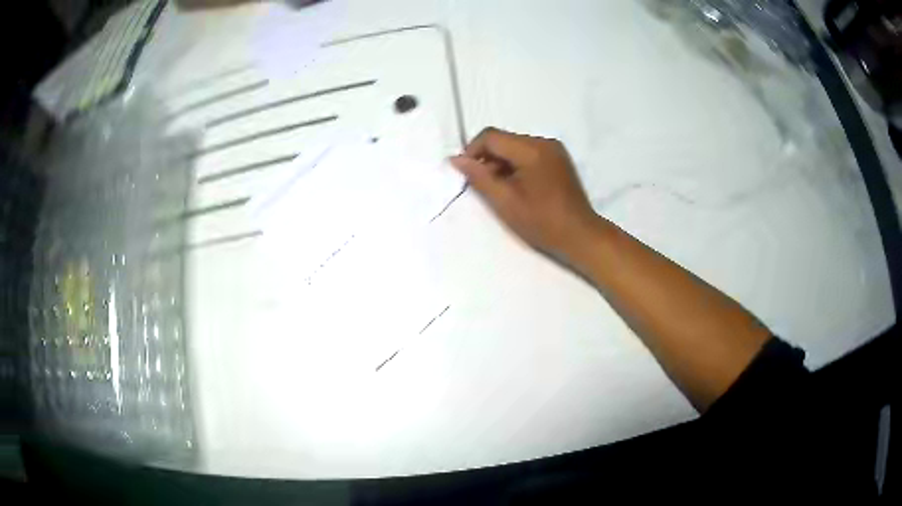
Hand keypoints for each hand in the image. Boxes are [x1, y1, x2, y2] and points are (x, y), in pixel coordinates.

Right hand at [450, 128, 599, 259]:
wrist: (581, 236)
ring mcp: (554, 150)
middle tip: (482, 185)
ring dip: (501, 163)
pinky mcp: (559, 159)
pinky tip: (516, 187)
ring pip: (515, 146)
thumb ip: (479, 177)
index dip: (472, 151)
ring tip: (499, 189)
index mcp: (532, 149)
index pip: (491, 137)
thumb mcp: (505, 202)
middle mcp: (544, 142)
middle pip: (504, 140)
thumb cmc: (542, 222)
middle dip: (487, 158)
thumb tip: (456, 159)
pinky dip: (516, 166)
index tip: (466, 174)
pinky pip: (528, 153)